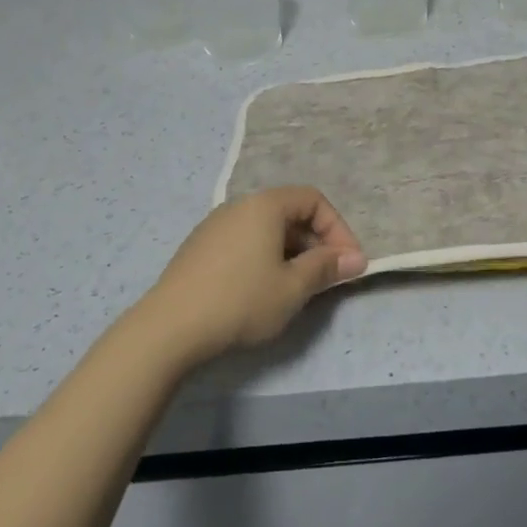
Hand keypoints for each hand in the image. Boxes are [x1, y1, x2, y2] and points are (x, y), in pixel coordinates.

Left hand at [136, 187, 366, 361]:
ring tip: (296, 288)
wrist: (170, 327)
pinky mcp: (199, 248)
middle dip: (315, 243)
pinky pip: (244, 242)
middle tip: (326, 278)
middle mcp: (238, 206)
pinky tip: (261, 291)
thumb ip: (327, 268)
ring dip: (290, 253)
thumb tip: (357, 258)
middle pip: (289, 213)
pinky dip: (264, 258)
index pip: (313, 200)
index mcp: (264, 205)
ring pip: (265, 230)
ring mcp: (214, 226)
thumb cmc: (241, 300)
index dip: (338, 229)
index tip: (347, 263)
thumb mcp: (293, 288)